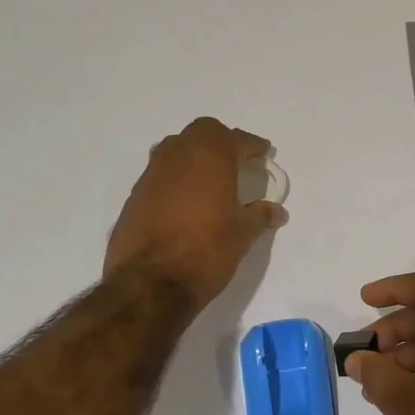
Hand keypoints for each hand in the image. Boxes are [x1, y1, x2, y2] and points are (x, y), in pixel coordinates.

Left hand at [104, 118, 286, 311]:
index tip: (264, 153)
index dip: (253, 146)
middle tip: (236, 160)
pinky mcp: (136, 193)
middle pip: (204, 132)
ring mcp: (153, 172)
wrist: (150, 282)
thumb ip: (260, 216)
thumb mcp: (242, 234)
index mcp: (212, 157)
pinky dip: (177, 176)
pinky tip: (186, 199)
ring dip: (195, 155)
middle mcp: (180, 155)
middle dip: (222, 141)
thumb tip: (277, 211)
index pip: (237, 140)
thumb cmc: (206, 251)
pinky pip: (161, 172)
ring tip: (210, 177)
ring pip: (177, 147)